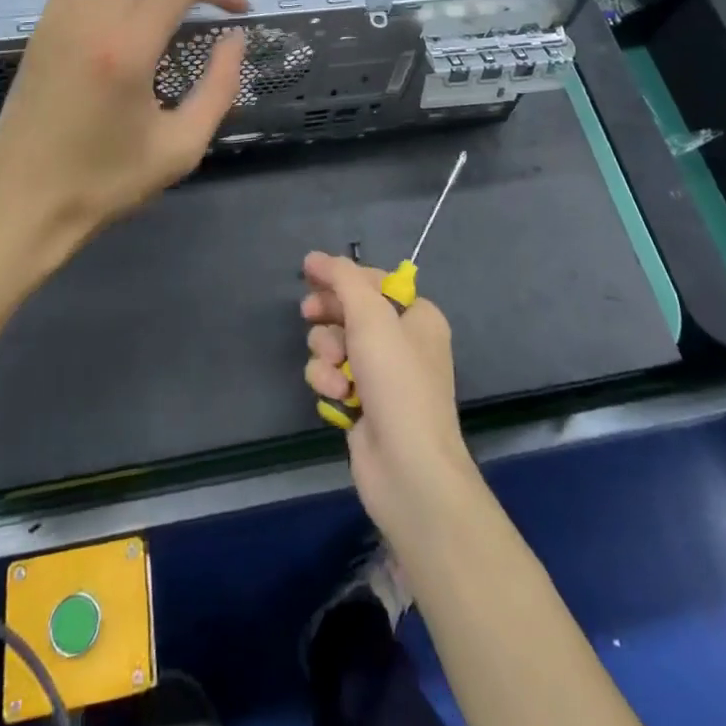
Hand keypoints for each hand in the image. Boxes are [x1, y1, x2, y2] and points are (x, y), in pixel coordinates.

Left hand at [0, 0, 247, 276]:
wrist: (24, 202)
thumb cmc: (106, 182)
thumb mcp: (181, 147)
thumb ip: (219, 88)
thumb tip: (235, 39)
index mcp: (128, 48)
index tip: (239, 9)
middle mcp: (91, 16)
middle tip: (218, 1)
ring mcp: (61, 14)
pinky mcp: (43, 22)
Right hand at [301, 251, 477, 539]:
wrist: (407, 468)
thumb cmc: (397, 380)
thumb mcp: (371, 316)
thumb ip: (342, 279)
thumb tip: (314, 258)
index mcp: (417, 316)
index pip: (373, 281)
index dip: (341, 278)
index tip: (308, 276)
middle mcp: (402, 342)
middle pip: (350, 311)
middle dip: (329, 317)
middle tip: (309, 315)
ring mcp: (381, 376)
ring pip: (334, 344)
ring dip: (327, 353)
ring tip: (337, 371)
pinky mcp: (361, 405)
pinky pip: (332, 377)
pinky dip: (329, 382)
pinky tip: (339, 397)